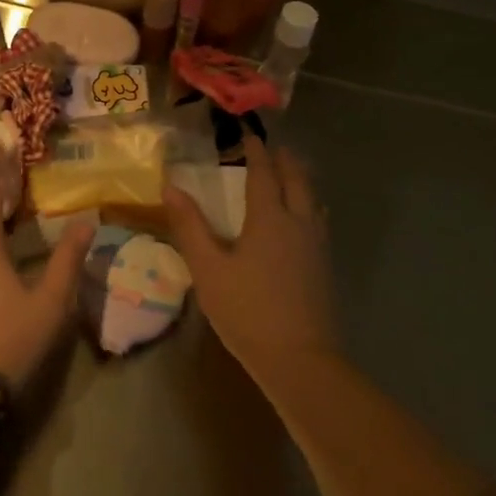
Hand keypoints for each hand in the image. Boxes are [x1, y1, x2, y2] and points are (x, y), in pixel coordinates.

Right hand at [163, 135, 337, 378]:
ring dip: (300, 181)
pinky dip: (308, 205)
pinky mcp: (324, 268)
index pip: (264, 173)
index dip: (256, 151)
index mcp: (270, 218)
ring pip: (313, 200)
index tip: (248, 134)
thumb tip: (171, 186)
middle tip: (273, 147)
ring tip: (289, 174)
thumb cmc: (248, 311)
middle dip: (285, 160)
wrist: (300, 361)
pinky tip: (302, 220)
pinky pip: (317, 221)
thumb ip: (190, 226)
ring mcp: (316, 246)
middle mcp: (299, 223)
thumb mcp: (208, 269)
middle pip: (297, 180)